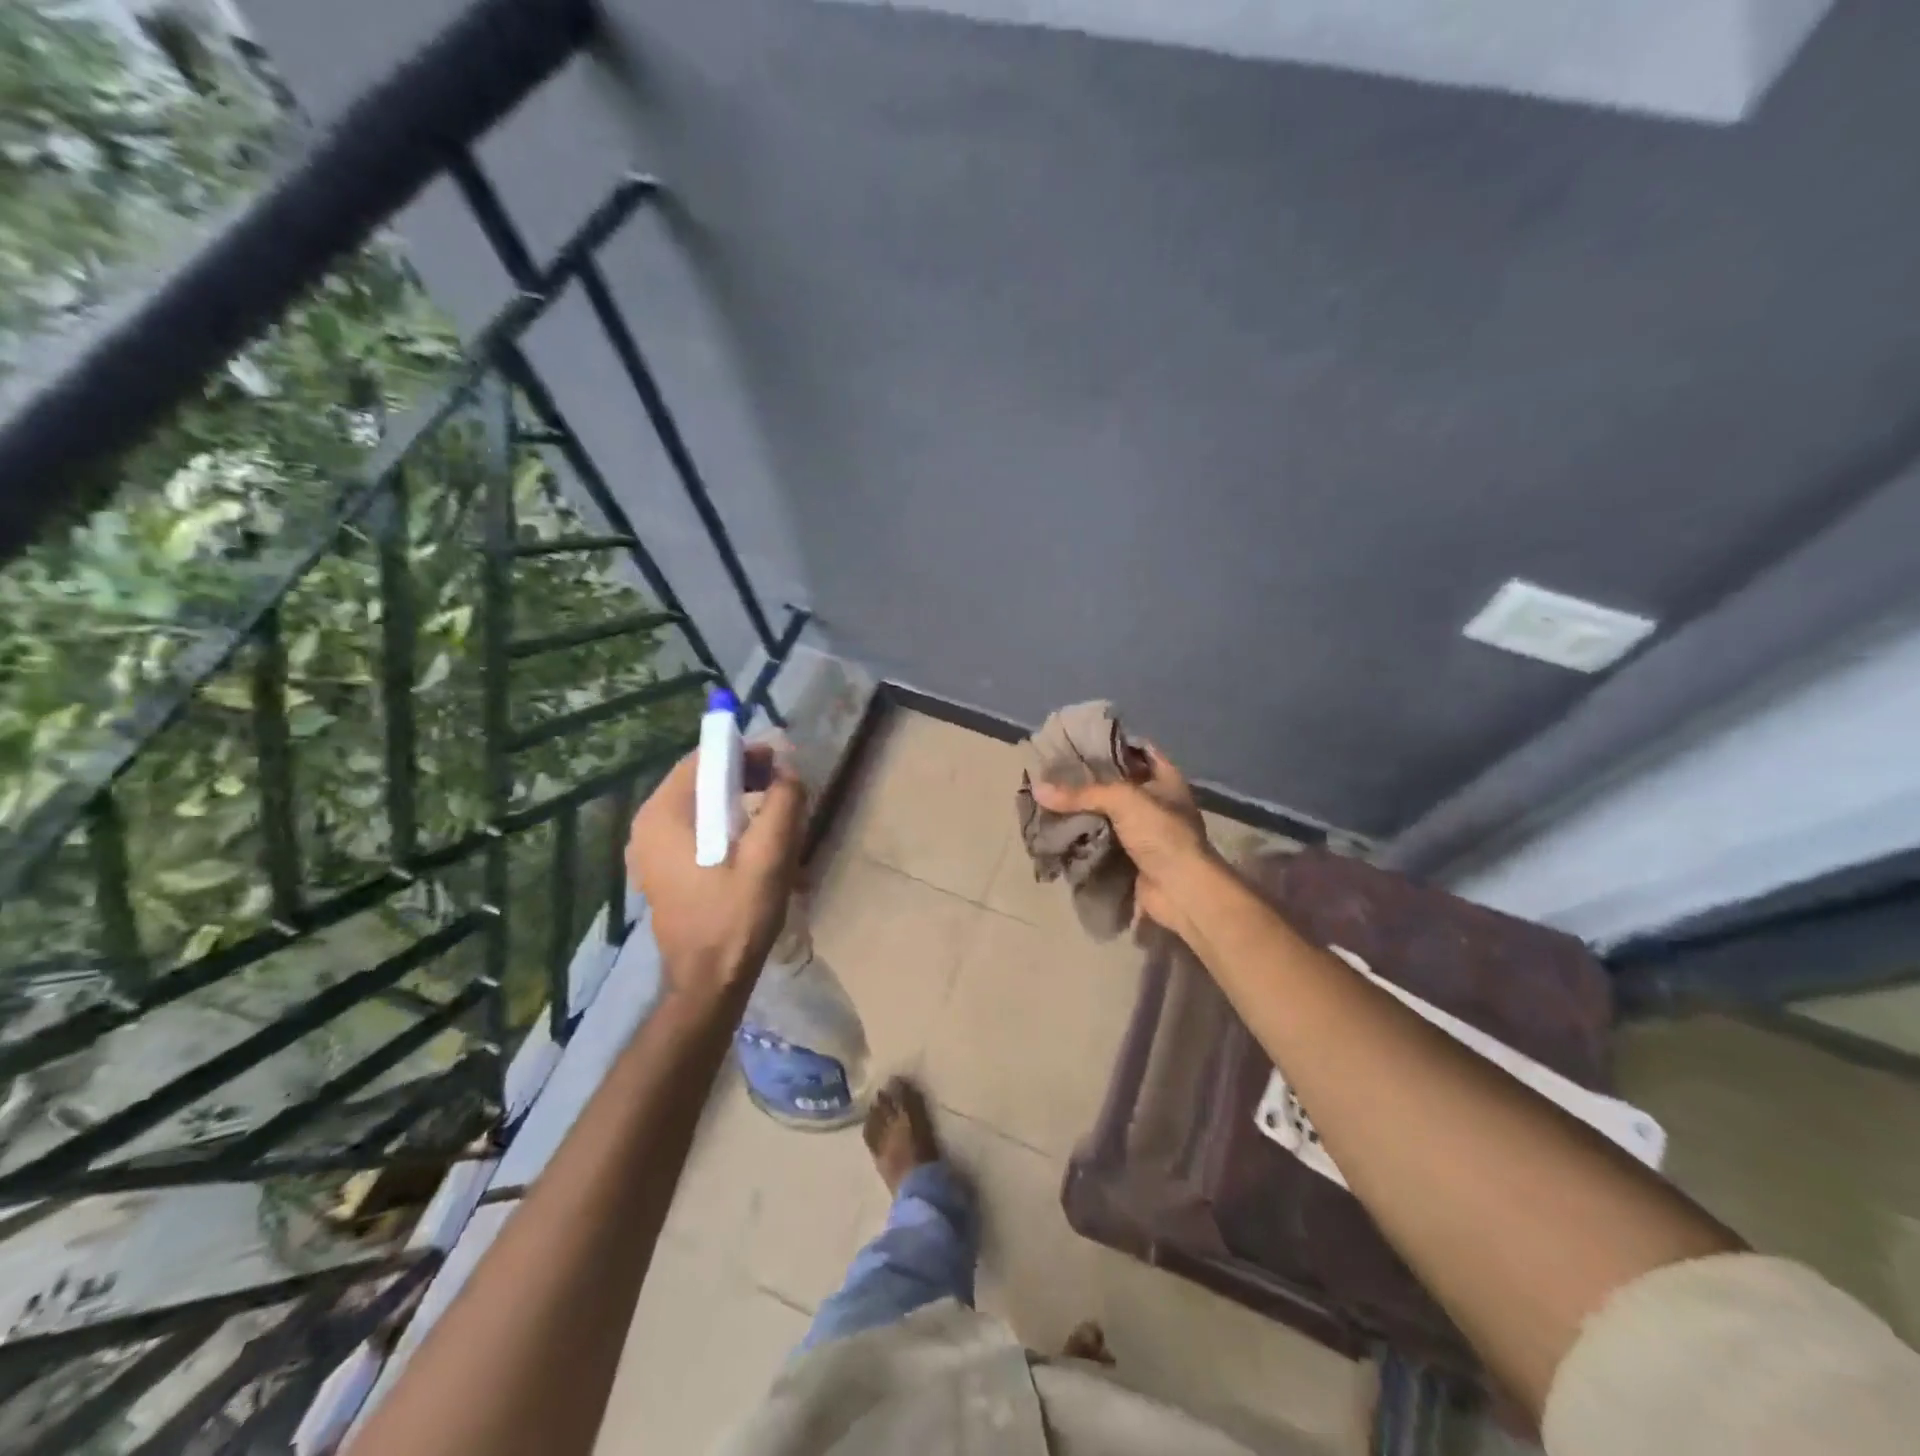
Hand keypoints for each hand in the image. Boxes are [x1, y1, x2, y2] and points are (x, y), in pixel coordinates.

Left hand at [626, 743, 806, 1000]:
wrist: (709, 981)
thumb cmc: (737, 917)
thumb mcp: (770, 856)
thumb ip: (783, 803)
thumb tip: (787, 770)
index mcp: (663, 815)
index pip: (703, 759)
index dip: (745, 753)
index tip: (781, 765)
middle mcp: (647, 826)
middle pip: (700, 780)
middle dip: (744, 777)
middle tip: (784, 791)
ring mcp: (650, 850)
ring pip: (699, 804)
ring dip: (738, 801)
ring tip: (774, 818)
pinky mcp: (661, 869)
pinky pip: (695, 828)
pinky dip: (724, 824)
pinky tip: (752, 845)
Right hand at [1032, 743, 1215, 941]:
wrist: (1181, 891)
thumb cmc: (1162, 833)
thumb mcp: (1123, 800)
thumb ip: (1081, 793)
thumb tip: (1037, 788)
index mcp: (1165, 779)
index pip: (1138, 751)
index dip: (1112, 745)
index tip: (1079, 743)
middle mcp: (1156, 802)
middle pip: (1117, 784)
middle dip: (1088, 781)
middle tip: (1054, 772)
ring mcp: (1144, 832)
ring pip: (1106, 814)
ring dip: (1082, 811)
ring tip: (1048, 799)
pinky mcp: (1130, 857)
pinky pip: (1101, 841)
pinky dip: (1083, 838)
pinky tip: (1057, 829)